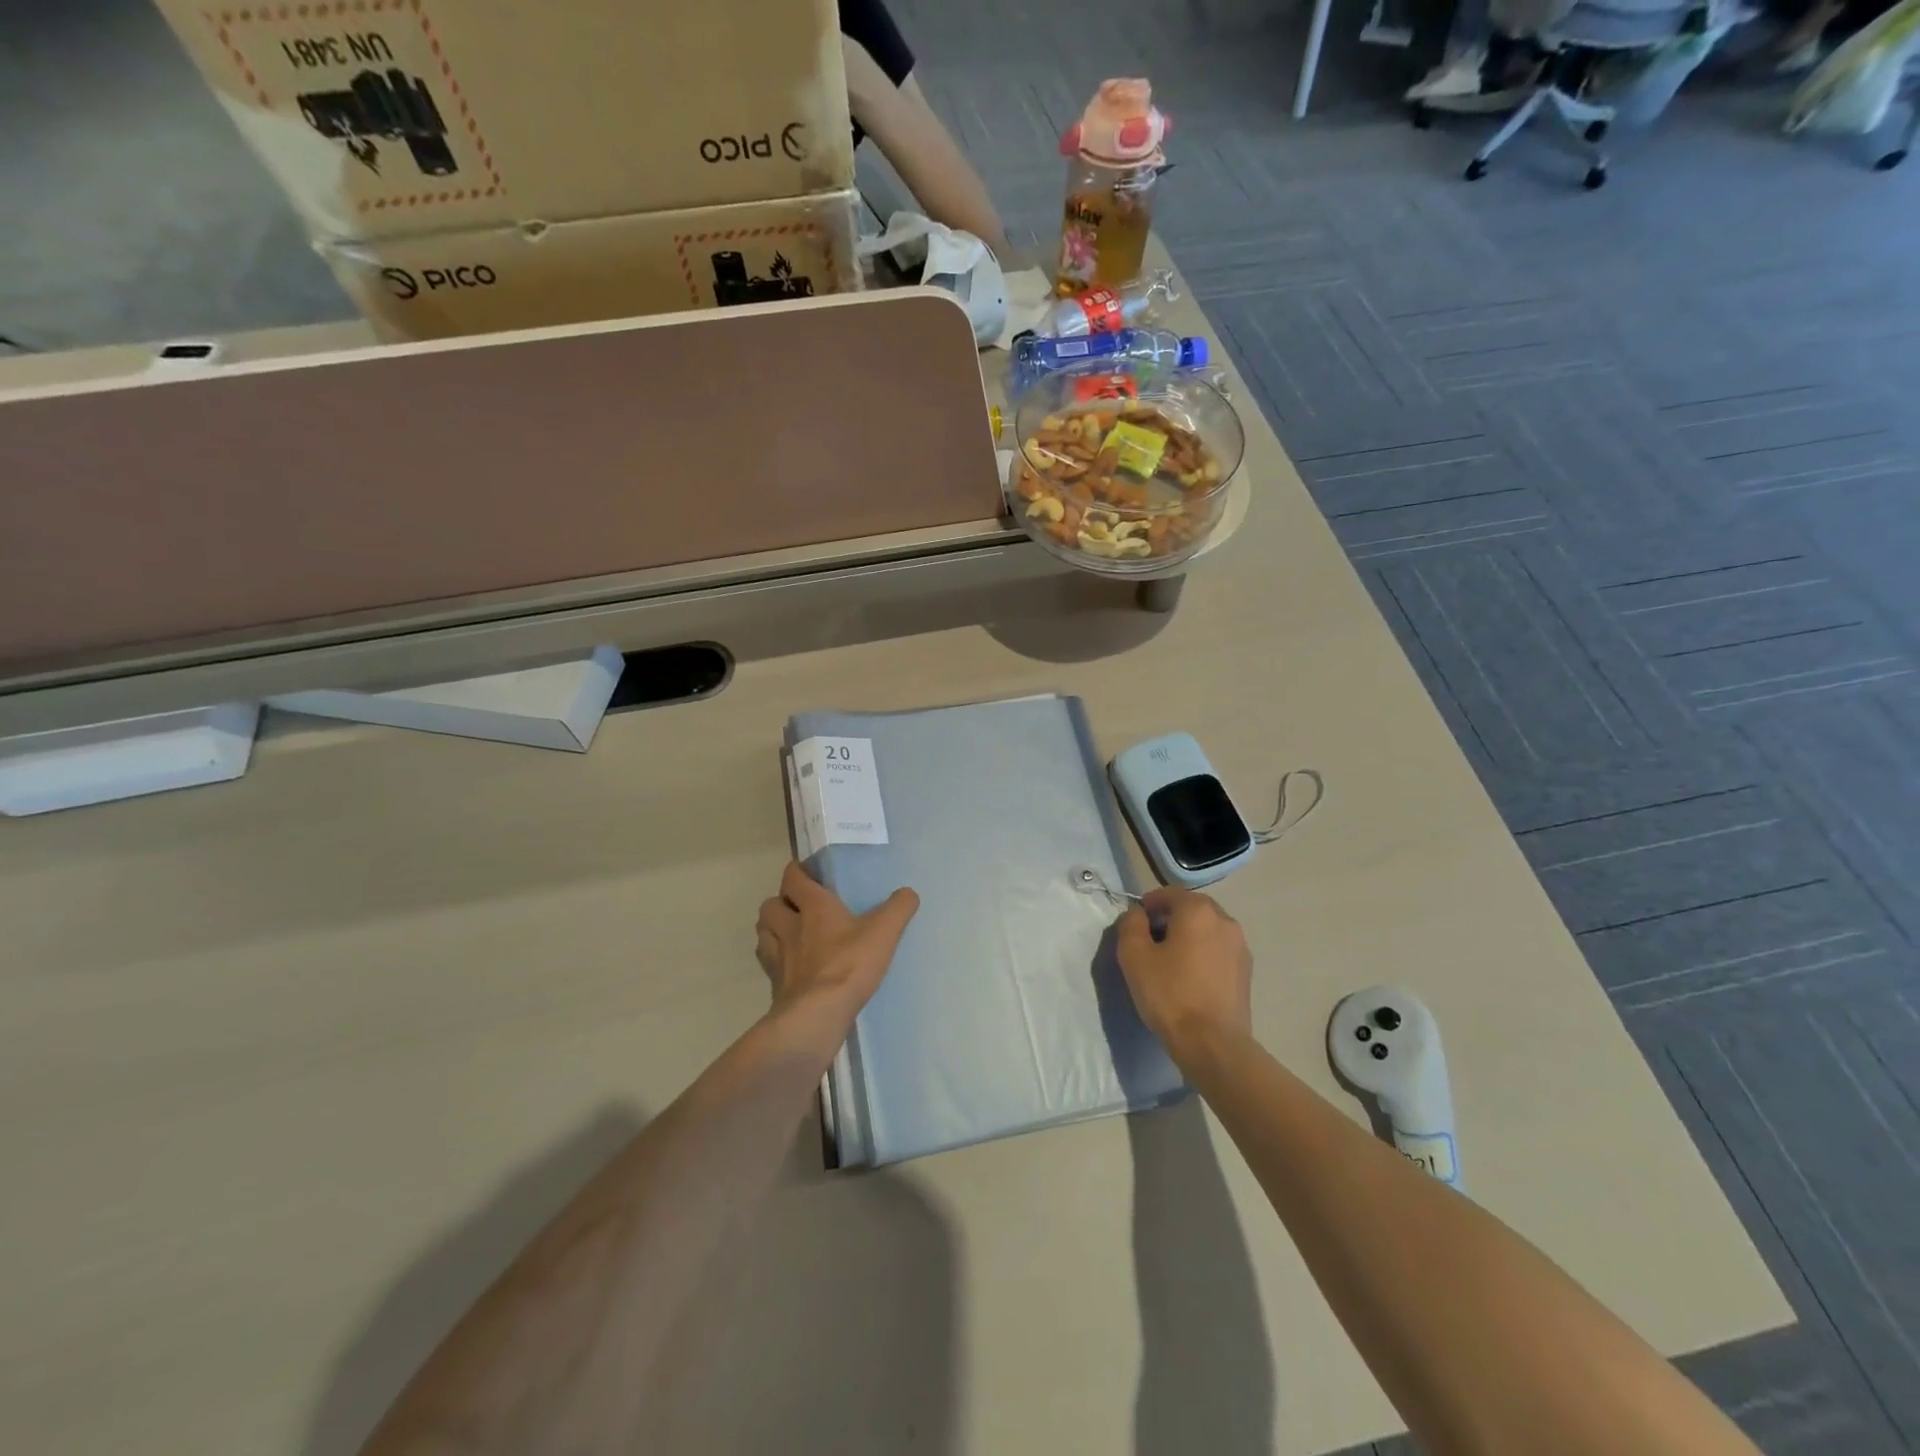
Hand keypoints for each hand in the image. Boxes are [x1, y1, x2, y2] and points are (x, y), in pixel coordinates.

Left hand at [755, 862, 919, 1023]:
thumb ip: (898, 908)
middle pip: (770, 904)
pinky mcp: (775, 984)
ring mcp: (778, 956)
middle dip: (780, 902)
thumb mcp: (884, 931)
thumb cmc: (850, 964)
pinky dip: (775, 960)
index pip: (793, 877)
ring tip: (788, 934)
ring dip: (771, 929)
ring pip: (763, 932)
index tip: (806, 873)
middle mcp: (790, 926)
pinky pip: (768, 963)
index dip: (797, 872)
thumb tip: (908, 893)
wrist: (818, 1014)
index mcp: (814, 906)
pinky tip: (791, 966)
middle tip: (797, 907)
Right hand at [1116, 888, 1253, 1066]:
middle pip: (1191, 908)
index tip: (1135, 925)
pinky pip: (1218, 950)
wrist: (1212, 1044)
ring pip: (1207, 929)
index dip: (1149, 904)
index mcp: (1198, 911)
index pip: (1169, 893)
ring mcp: (1240, 946)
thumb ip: (1131, 924)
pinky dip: (1203, 954)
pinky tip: (1191, 978)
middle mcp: (1225, 920)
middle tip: (1150, 942)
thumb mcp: (1134, 955)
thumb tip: (1138, 914)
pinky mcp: (1246, 971)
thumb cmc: (1170, 994)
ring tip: (1171, 962)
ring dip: (1188, 936)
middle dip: (1170, 918)